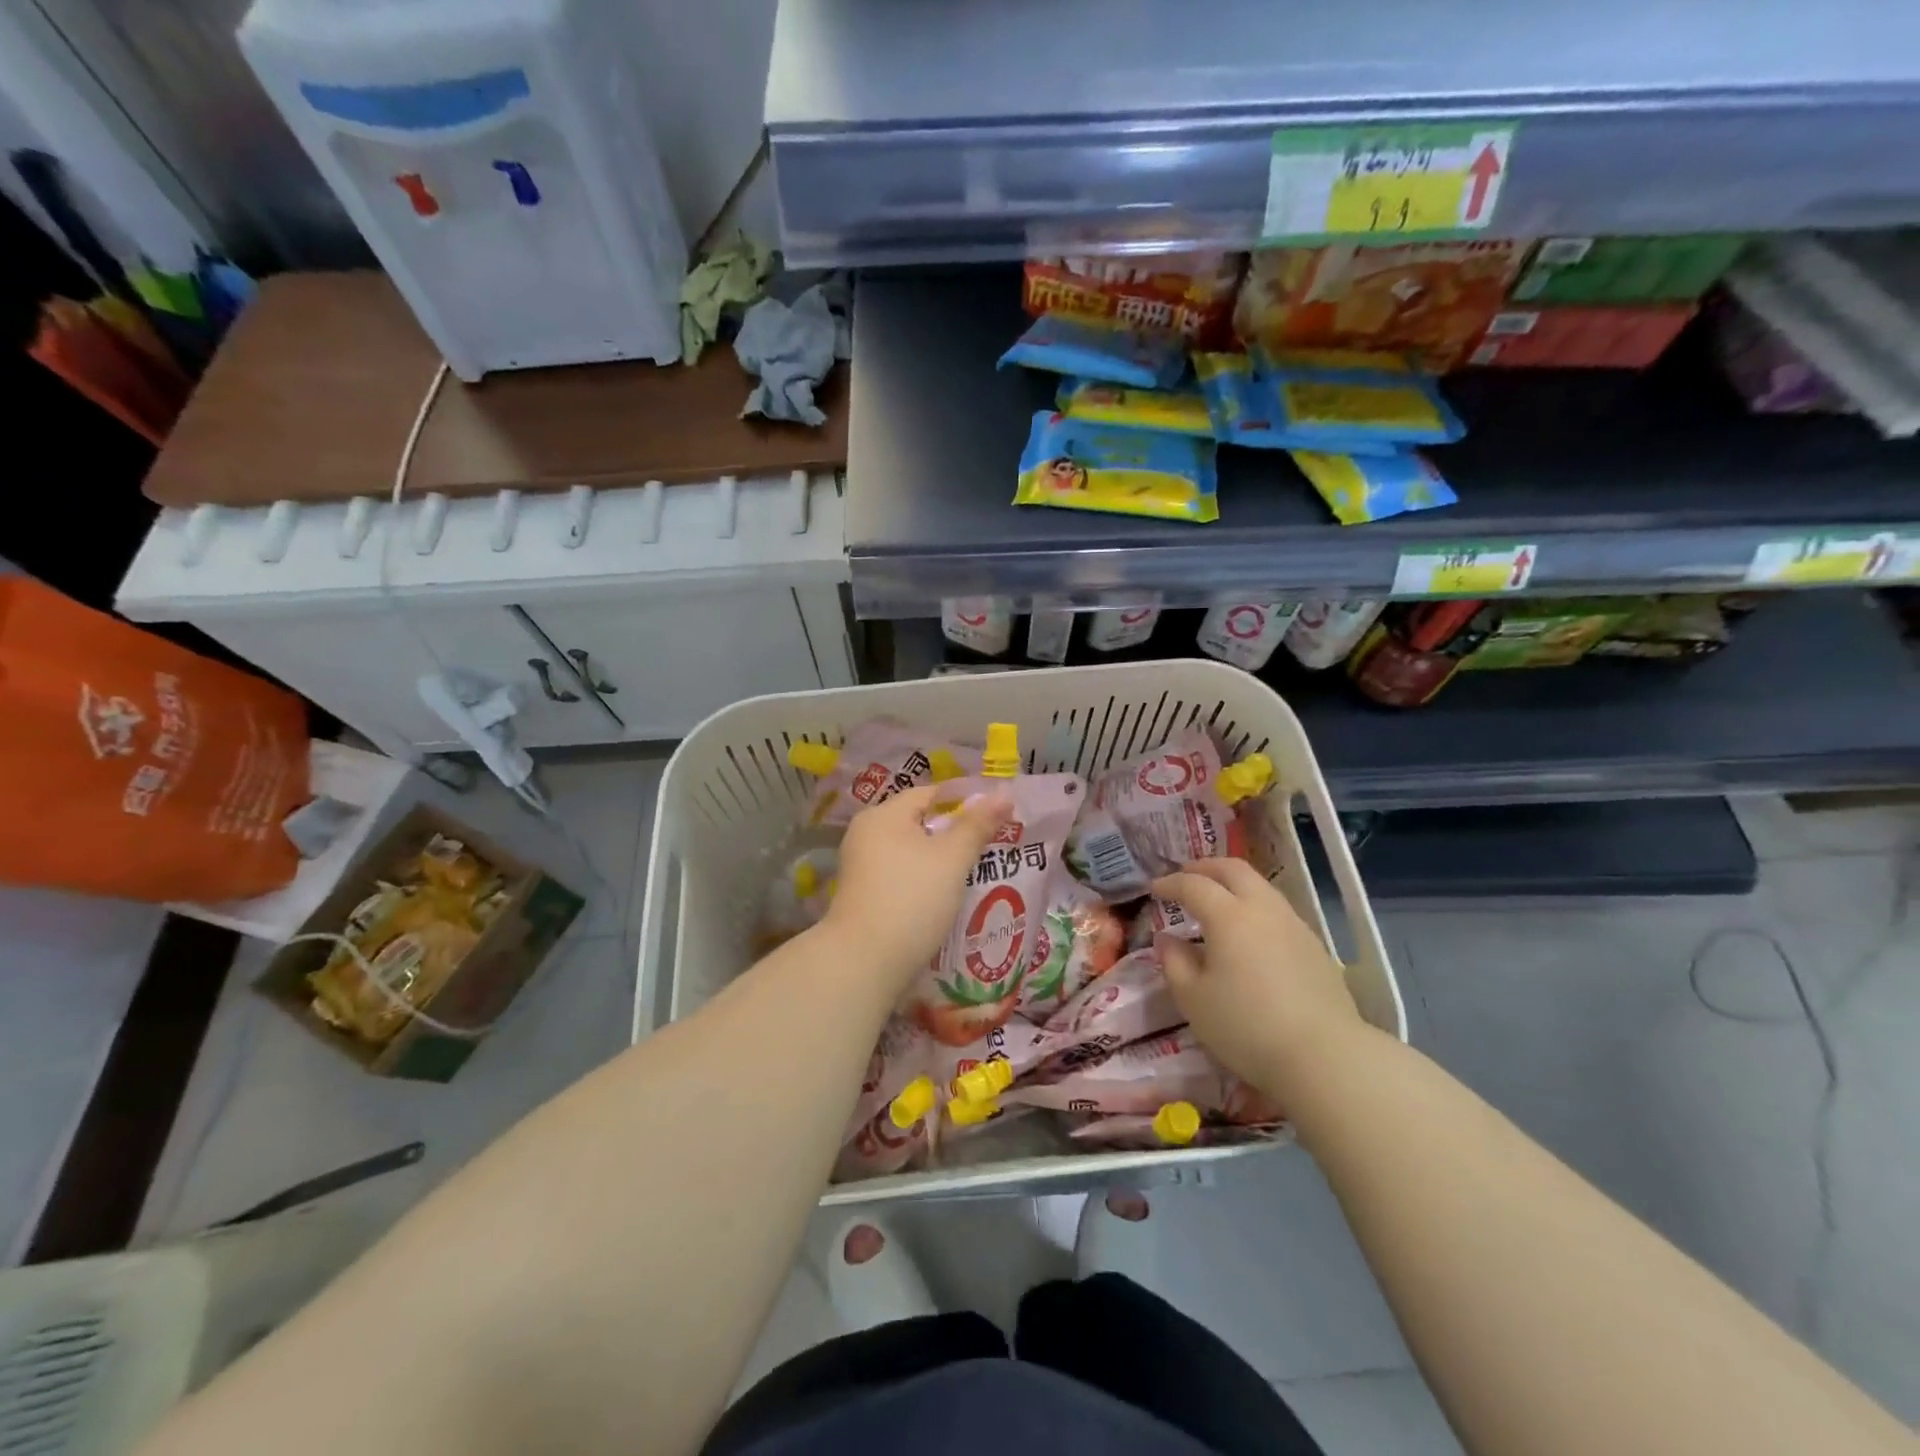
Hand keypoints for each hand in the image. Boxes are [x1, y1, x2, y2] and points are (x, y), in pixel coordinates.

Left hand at [822, 784, 1012, 989]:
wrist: (864, 963)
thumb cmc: (912, 899)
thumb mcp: (952, 859)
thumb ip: (977, 824)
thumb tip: (1003, 793)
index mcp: (883, 815)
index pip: (930, 794)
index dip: (965, 800)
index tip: (997, 815)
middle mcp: (866, 834)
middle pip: (920, 823)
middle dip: (955, 833)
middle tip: (992, 844)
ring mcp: (862, 866)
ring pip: (912, 852)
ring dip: (941, 860)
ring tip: (976, 871)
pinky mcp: (864, 895)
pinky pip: (902, 875)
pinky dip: (925, 880)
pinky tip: (947, 896)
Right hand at [1152, 859, 1363, 1097]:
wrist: (1325, 1057)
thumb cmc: (1246, 1027)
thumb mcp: (1193, 999)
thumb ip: (1174, 963)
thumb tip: (1167, 939)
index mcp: (1228, 916)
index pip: (1194, 885)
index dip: (1171, 883)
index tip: (1155, 889)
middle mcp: (1263, 909)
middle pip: (1234, 870)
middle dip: (1206, 868)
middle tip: (1186, 877)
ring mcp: (1294, 925)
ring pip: (1261, 887)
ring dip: (1234, 885)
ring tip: (1218, 902)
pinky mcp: (1315, 947)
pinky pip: (1278, 910)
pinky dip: (1255, 907)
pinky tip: (1250, 932)